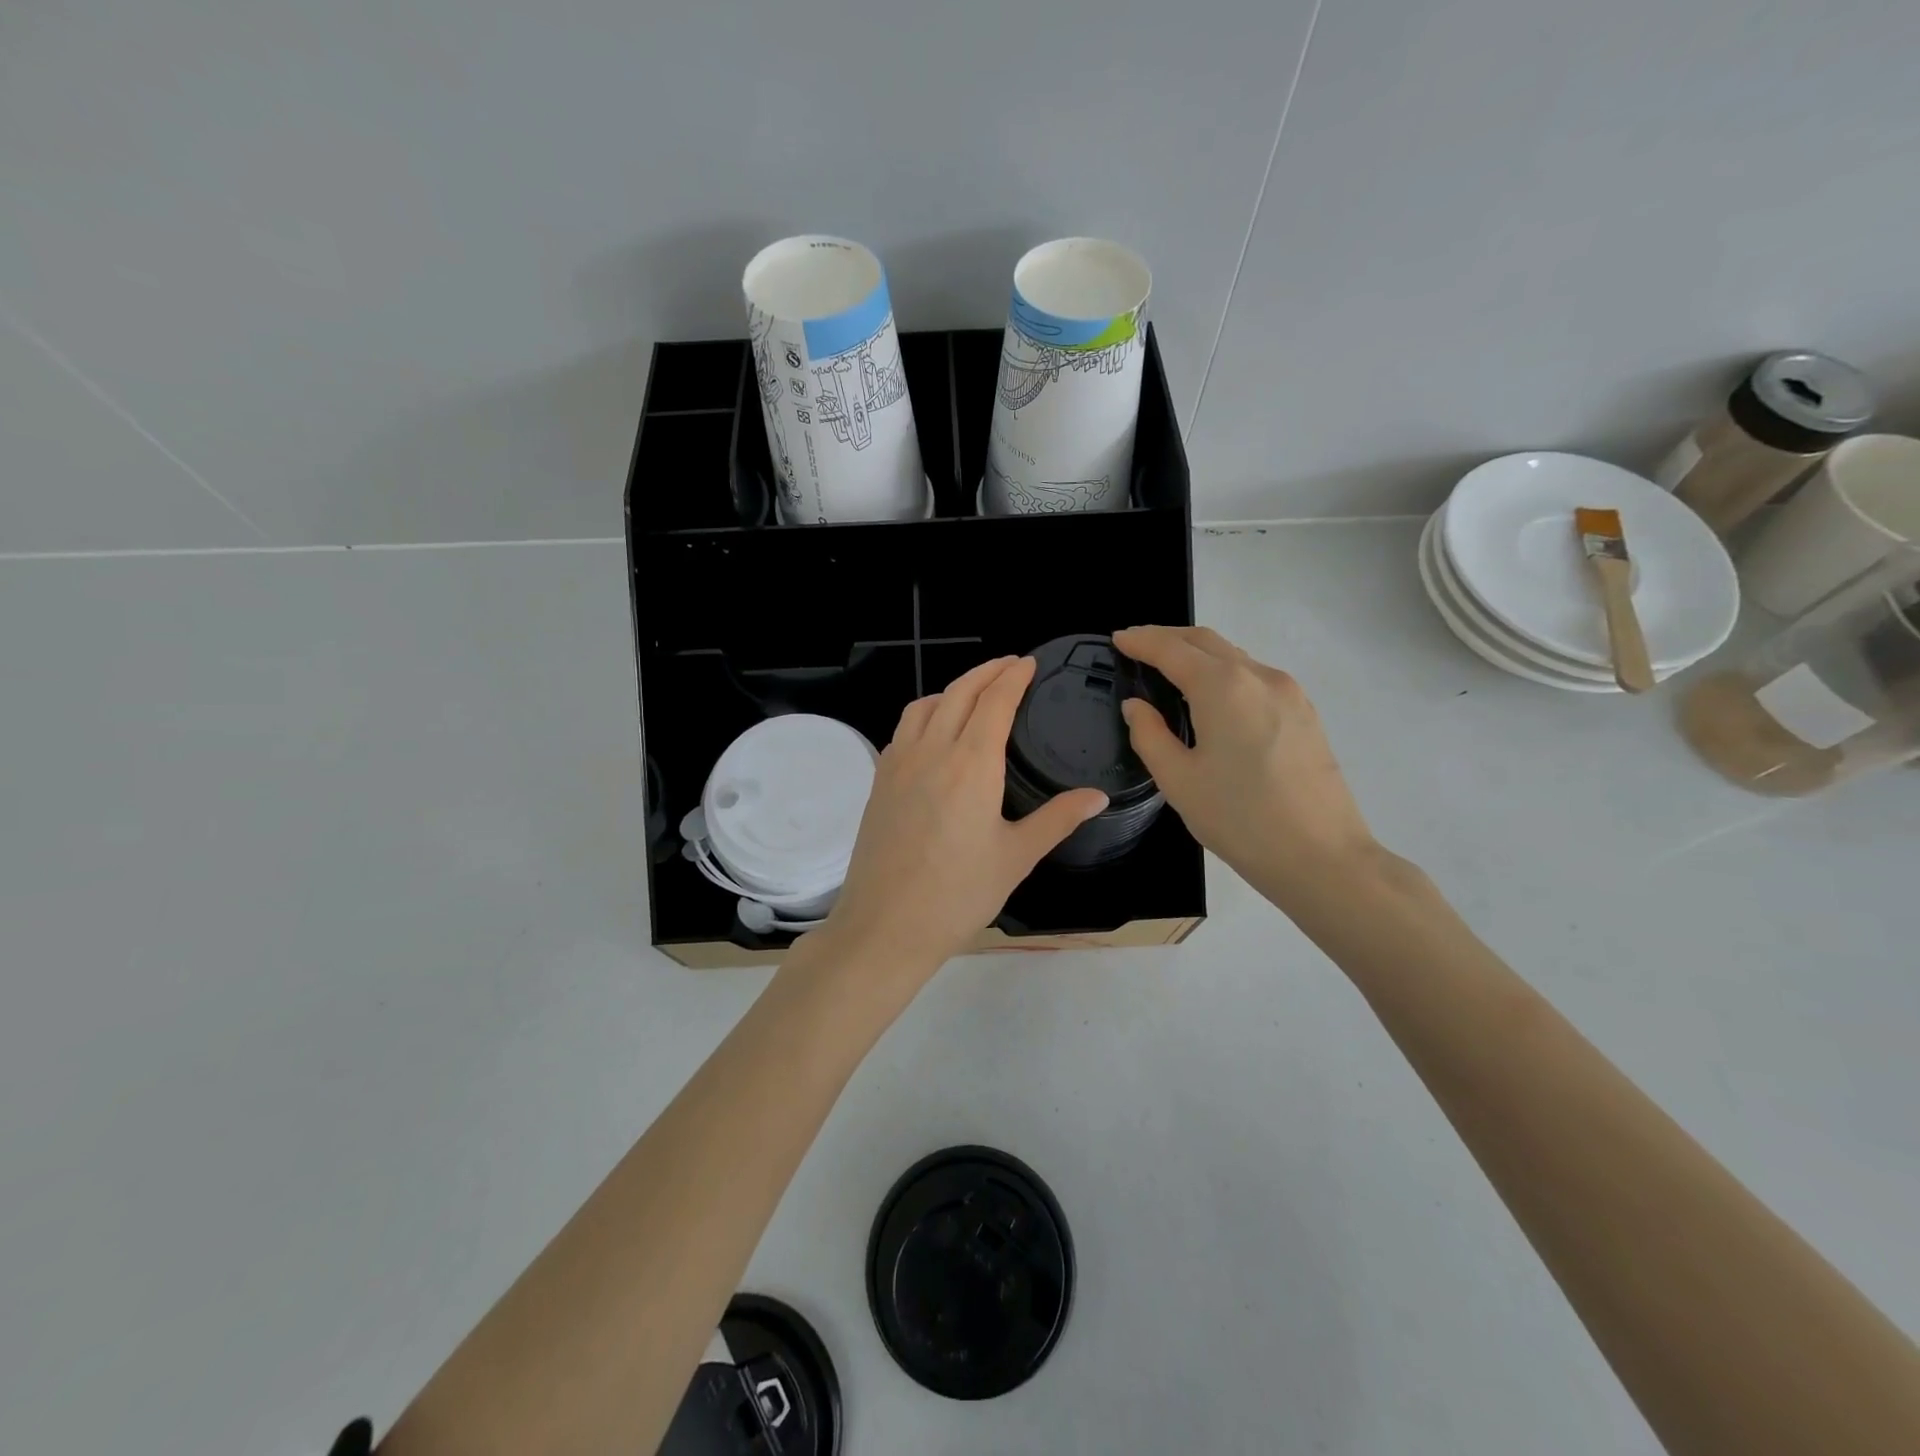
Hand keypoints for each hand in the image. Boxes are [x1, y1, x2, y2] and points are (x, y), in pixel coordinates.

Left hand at [816, 657, 1108, 985]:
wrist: (885, 926)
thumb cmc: (958, 895)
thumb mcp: (1017, 857)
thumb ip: (1057, 819)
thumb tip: (1097, 796)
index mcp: (971, 764)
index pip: (994, 701)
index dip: (1013, 676)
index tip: (1028, 663)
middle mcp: (931, 751)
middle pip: (959, 692)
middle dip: (986, 671)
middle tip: (1009, 665)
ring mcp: (898, 763)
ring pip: (925, 705)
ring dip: (953, 688)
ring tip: (974, 691)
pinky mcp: (879, 781)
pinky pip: (903, 729)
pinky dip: (925, 712)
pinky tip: (934, 730)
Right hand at [1113, 626, 1380, 906]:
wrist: (1321, 857)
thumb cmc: (1240, 820)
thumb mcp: (1178, 780)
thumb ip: (1149, 735)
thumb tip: (1136, 706)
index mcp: (1223, 688)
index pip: (1172, 650)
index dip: (1141, 641)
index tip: (1118, 639)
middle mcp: (1259, 676)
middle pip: (1206, 642)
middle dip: (1168, 637)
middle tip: (1137, 645)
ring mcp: (1289, 692)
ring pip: (1234, 657)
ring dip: (1198, 653)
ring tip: (1169, 667)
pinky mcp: (1305, 712)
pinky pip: (1255, 676)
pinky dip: (1224, 672)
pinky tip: (1212, 694)